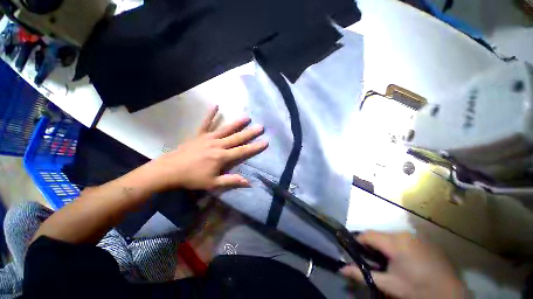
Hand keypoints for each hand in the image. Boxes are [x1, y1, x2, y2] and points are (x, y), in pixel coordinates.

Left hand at [147, 106, 267, 190]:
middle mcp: (218, 145)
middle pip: (237, 138)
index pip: (243, 151)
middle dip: (250, 132)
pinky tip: (216, 105)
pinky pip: (205, 123)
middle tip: (261, 126)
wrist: (169, 171)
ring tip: (247, 117)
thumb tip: (248, 182)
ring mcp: (208, 138)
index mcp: (222, 157)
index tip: (265, 142)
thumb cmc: (192, 178)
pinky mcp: (199, 135)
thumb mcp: (213, 183)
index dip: (255, 147)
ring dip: (237, 123)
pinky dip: (210, 114)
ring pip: (225, 129)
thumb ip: (231, 181)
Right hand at [340, 231, 466, 298]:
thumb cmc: (418, 291)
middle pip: (378, 235)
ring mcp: (416, 236)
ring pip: (390, 236)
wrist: (451, 296)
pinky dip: (396, 247)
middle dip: (372, 246)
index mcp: (395, 242)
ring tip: (388, 263)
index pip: (367, 234)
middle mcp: (404, 234)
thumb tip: (341, 269)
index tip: (355, 253)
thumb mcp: (389, 285)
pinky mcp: (424, 240)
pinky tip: (404, 262)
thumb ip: (363, 275)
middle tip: (373, 262)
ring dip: (384, 246)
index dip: (358, 242)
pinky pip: (403, 239)